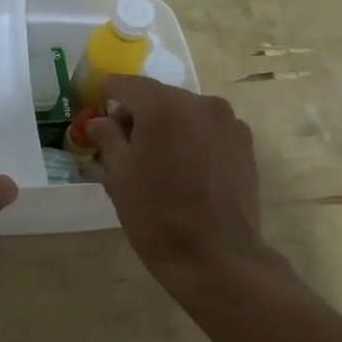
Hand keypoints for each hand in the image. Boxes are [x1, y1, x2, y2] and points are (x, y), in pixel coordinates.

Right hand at [89, 76, 268, 287]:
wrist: (216, 257)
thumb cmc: (156, 216)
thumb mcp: (119, 175)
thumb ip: (108, 137)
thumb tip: (102, 121)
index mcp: (162, 106)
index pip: (126, 84)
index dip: (107, 93)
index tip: (97, 107)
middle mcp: (198, 102)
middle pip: (158, 96)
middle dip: (139, 113)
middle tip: (124, 144)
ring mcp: (227, 121)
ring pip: (185, 112)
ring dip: (168, 126)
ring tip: (159, 161)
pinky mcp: (244, 142)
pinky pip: (208, 128)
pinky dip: (192, 138)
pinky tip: (187, 170)